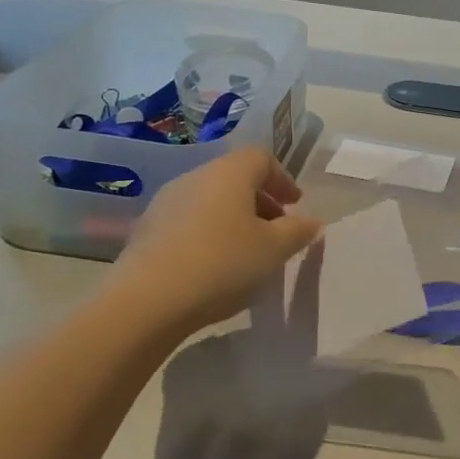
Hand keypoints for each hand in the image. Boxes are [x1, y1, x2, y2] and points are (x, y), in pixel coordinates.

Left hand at [117, 148, 321, 333]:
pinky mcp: (147, 229)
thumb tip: (312, 221)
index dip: (283, 178)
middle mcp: (195, 177)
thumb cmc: (223, 264)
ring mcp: (166, 202)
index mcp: (229, 173)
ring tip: (247, 251)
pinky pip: (189, 221)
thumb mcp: (274, 250)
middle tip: (277, 229)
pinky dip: (209, 233)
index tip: (295, 204)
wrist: (148, 300)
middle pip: (234, 177)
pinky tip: (214, 265)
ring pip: (210, 200)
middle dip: (260, 200)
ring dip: (234, 218)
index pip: (261, 158)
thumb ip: (298, 231)